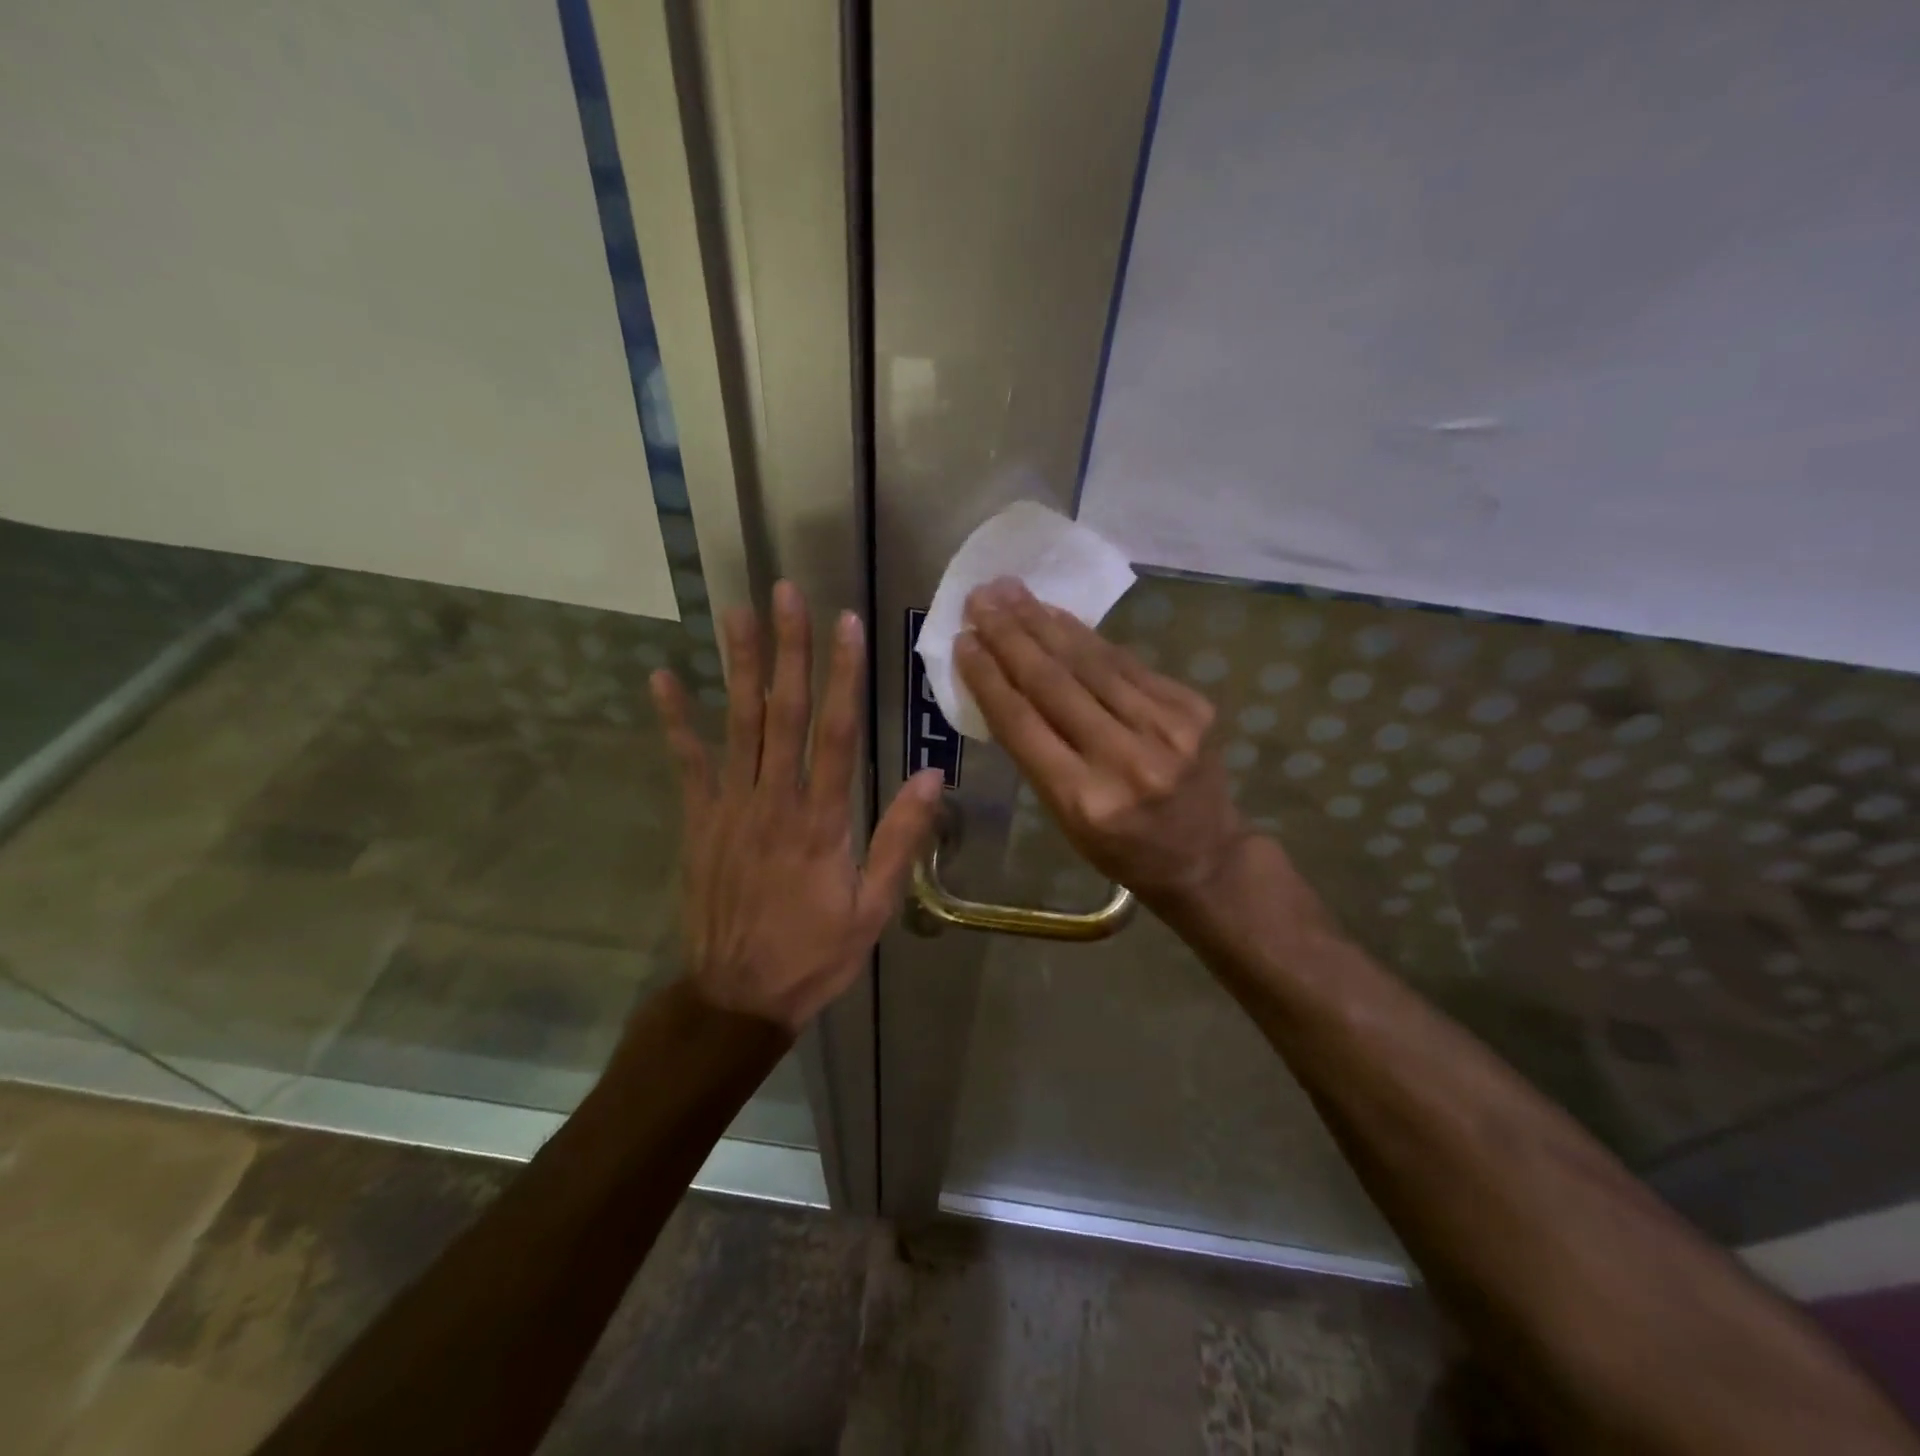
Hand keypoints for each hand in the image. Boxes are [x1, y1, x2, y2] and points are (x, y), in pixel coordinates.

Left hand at [651, 581, 944, 1033]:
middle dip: (787, 649)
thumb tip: (933, 777)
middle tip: (785, 593)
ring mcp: (730, 808)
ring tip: (736, 613)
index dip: (842, 675)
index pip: (835, 732)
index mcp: (822, 820)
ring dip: (738, 666)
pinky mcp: (699, 822)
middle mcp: (774, 800)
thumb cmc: (814, 954)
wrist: (737, 998)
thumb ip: (899, 839)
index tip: (845, 624)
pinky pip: (687, 763)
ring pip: (737, 724)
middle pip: (782, 712)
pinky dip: (676, 720)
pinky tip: (664, 677)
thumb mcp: (873, 908)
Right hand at [954, 577, 1247, 906]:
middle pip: (1054, 683)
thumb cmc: (1119, 846)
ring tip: (1011, 592)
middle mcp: (1125, 759)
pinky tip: (1058, 615)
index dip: (987, 677)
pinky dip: (1087, 636)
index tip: (962, 641)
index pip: (1022, 723)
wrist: (1206, 855)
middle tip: (980, 599)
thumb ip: (1035, 752)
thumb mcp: (1064, 817)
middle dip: (1010, 636)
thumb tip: (1003, 680)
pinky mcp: (1192, 707)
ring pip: (1091, 662)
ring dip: (1044, 622)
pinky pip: (1126, 662)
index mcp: (1083, 800)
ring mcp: (1166, 729)